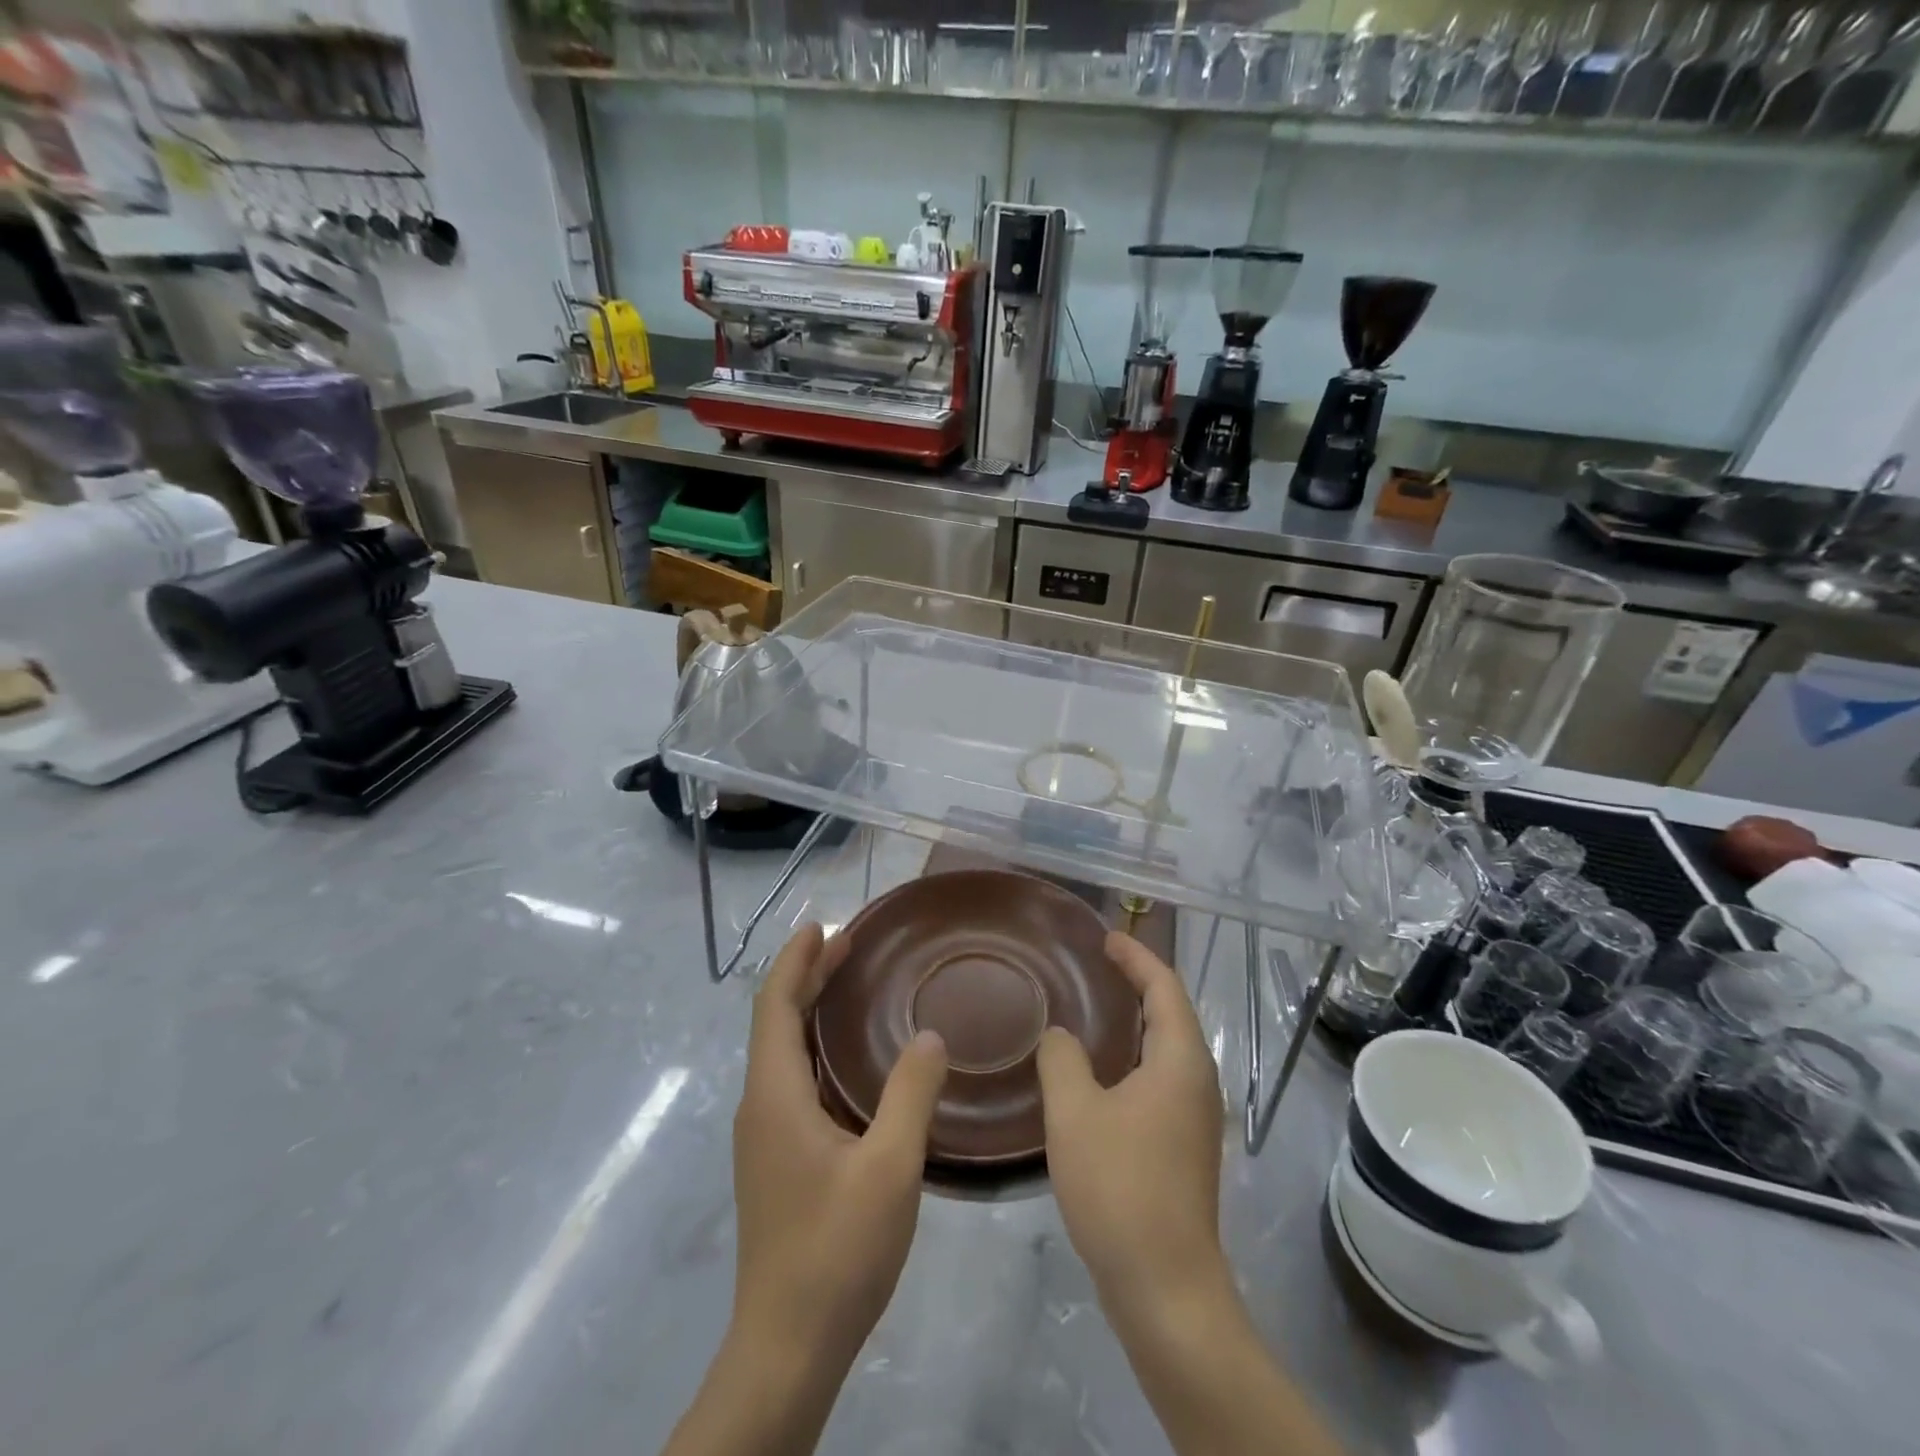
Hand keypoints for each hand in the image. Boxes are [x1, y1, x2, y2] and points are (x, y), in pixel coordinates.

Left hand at [731, 922, 949, 1373]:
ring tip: (849, 985)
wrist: (787, 1346)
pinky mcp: (775, 1161)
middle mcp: (760, 1106)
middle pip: (776, 1022)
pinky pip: (791, 1080)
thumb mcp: (890, 1167)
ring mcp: (764, 1136)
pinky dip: (815, 1048)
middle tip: (848, 943)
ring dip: (810, 1010)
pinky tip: (849, 1061)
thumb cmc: (836, 1250)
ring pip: (782, 1052)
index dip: (796, 960)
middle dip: (806, 976)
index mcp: (776, 1095)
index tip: (823, 925)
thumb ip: (911, 1093)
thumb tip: (930, 1036)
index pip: (775, 1005)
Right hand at [1037, 932, 1226, 1314]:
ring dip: (1136, 1019)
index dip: (1136, 957)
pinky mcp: (1184, 1144)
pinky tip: (1101, 1070)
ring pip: (1167, 1047)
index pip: (1163, 987)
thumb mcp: (1075, 1113)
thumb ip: (1062, 1059)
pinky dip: (1135, 1054)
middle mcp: (1198, 1080)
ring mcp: (1195, 1116)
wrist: (1166, 1287)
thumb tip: (1060, 1035)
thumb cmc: (1121, 1187)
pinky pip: (1161, 1076)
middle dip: (1138, 982)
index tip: (1105, 937)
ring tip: (1096, 1005)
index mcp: (1180, 1060)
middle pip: (1171, 1012)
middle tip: (1097, 963)